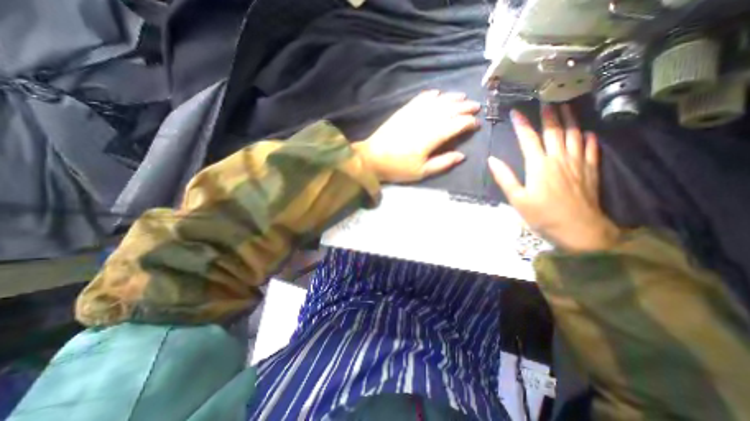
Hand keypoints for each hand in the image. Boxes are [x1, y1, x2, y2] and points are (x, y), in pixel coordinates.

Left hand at [354, 90, 479, 181]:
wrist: (372, 158)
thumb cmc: (398, 168)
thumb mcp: (421, 172)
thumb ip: (443, 163)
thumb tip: (461, 155)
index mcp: (430, 138)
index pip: (455, 125)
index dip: (468, 123)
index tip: (476, 124)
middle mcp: (424, 121)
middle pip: (449, 110)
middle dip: (464, 107)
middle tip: (475, 107)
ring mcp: (413, 114)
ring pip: (437, 101)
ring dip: (451, 98)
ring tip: (462, 97)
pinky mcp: (403, 111)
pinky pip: (420, 99)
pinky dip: (431, 95)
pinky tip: (437, 93)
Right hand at [486, 104, 621, 250]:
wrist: (579, 230)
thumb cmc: (542, 215)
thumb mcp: (517, 199)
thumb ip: (505, 178)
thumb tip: (492, 160)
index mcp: (539, 166)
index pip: (528, 139)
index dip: (521, 124)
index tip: (515, 111)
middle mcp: (559, 159)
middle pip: (554, 131)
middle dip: (549, 114)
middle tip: (547, 99)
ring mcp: (577, 164)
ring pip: (574, 135)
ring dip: (570, 119)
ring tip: (568, 106)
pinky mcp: (590, 171)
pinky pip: (591, 149)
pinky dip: (589, 138)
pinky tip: (587, 132)